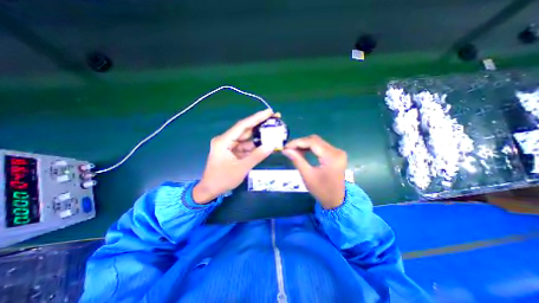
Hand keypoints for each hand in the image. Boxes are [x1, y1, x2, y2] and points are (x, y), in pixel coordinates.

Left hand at [193, 109, 275, 202]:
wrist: (210, 190)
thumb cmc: (222, 180)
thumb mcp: (241, 168)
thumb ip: (257, 156)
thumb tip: (271, 145)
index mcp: (224, 141)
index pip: (242, 126)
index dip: (257, 118)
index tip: (269, 112)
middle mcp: (226, 140)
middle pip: (245, 129)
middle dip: (260, 124)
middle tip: (275, 119)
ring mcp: (229, 145)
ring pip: (246, 138)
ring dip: (259, 135)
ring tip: (273, 130)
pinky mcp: (232, 151)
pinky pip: (245, 146)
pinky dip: (255, 145)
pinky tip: (265, 143)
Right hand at [283, 135, 344, 208]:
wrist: (336, 200)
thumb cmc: (321, 190)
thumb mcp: (307, 175)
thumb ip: (297, 160)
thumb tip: (285, 150)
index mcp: (331, 157)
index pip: (312, 142)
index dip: (297, 142)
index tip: (285, 147)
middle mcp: (337, 151)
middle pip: (315, 140)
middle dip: (300, 143)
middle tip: (288, 149)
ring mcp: (337, 152)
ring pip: (317, 142)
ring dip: (304, 145)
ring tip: (293, 150)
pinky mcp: (335, 154)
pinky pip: (320, 147)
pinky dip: (310, 148)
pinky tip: (302, 152)